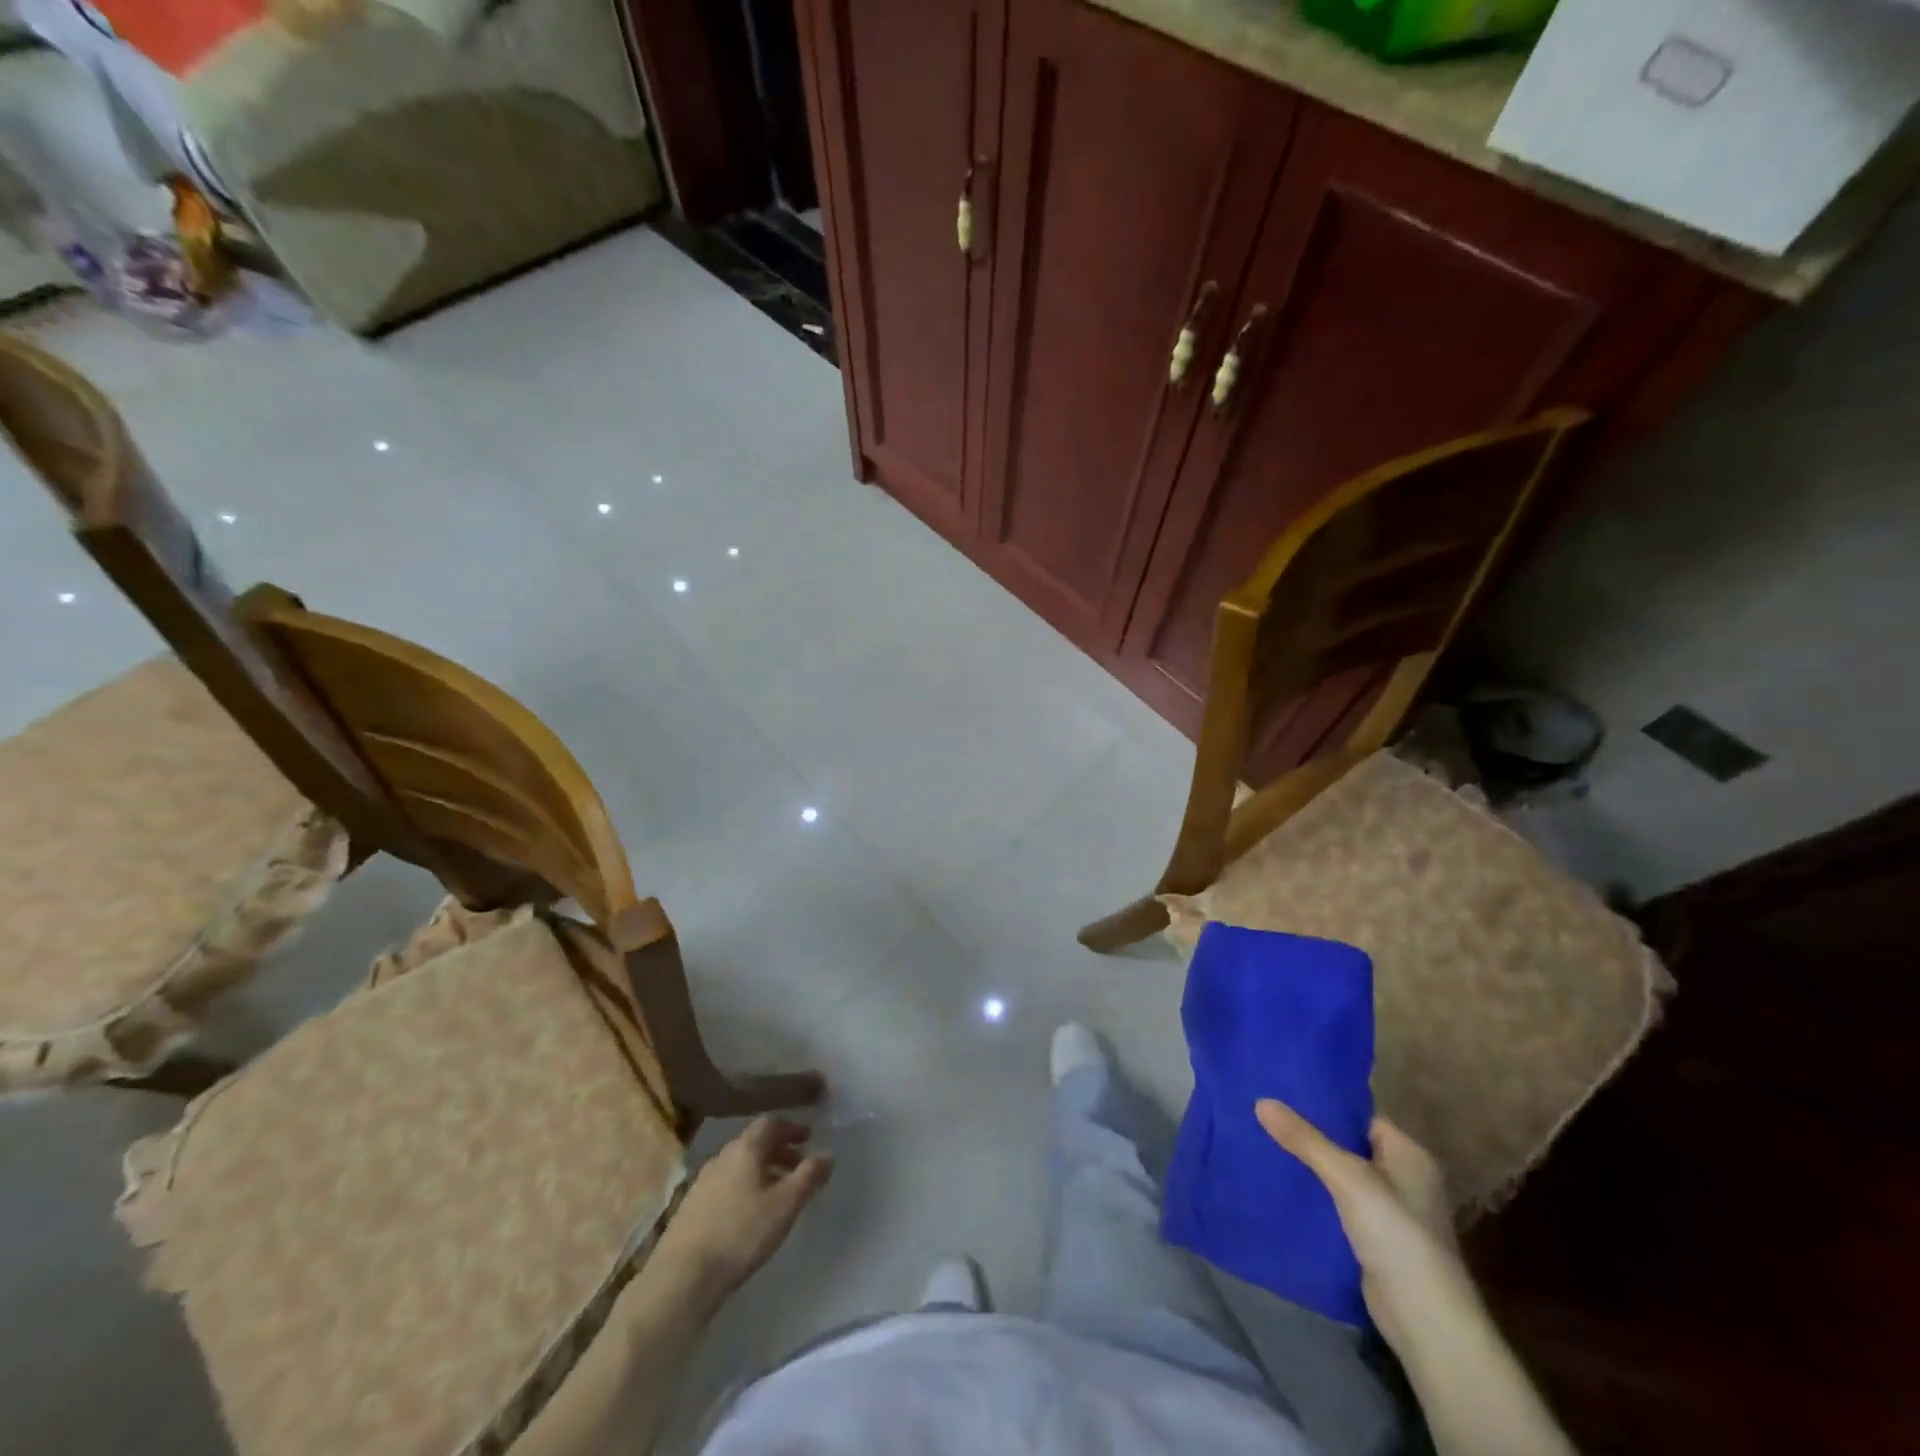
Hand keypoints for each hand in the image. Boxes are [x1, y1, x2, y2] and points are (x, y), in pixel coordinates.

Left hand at [653, 1118, 834, 1306]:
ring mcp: (702, 1182)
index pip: (770, 1124)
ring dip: (761, 1170)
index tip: (808, 1138)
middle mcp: (722, 1157)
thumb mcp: (785, 1205)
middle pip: (754, 1143)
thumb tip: (828, 1154)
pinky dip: (744, 1187)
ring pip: (739, 1165)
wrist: (682, 1278)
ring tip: (778, 1192)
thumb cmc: (741, 1234)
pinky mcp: (690, 1208)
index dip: (791, 1128)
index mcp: (744, 1149)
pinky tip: (749, 1213)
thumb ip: (808, 1176)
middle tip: (798, 1165)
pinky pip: (725, 1185)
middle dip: (778, 1150)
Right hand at [1256, 1101, 1476, 1355]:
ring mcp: (1391, 1213)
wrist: (1425, 1321)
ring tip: (1264, 1145)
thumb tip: (1261, 1101)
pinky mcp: (1375, 1241)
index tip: (1283, 1095)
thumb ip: (1305, 1139)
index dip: (1324, 1107)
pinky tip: (1283, 1188)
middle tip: (1265, 1117)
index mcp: (1409, 1155)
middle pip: (1349, 1146)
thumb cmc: (1397, 1235)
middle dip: (1311, 1136)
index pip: (1361, 1118)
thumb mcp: (1347, 1178)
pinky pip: (1338, 1206)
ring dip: (1310, 1168)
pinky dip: (1316, 1198)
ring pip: (1340, 1178)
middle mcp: (1404, 1179)